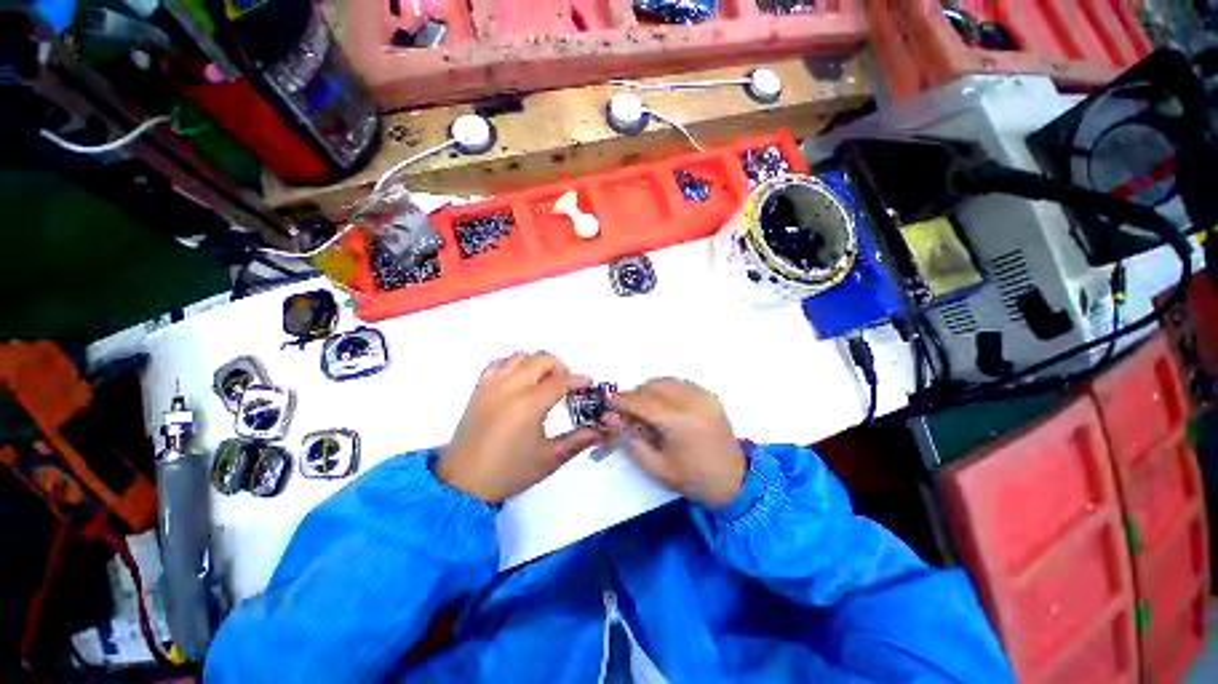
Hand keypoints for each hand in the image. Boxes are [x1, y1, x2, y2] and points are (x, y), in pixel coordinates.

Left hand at [436, 352, 601, 502]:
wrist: (462, 482)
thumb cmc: (508, 471)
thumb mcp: (548, 459)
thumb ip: (577, 441)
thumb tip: (600, 430)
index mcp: (529, 403)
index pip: (561, 381)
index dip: (579, 380)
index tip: (588, 385)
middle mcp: (511, 386)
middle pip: (542, 359)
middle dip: (560, 367)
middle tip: (566, 386)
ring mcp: (492, 384)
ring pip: (520, 356)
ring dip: (537, 363)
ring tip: (544, 382)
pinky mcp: (479, 388)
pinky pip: (498, 363)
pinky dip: (513, 364)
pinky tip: (519, 380)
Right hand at [605, 379, 745, 508]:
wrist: (734, 481)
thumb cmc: (692, 478)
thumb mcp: (656, 467)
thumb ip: (631, 441)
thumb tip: (613, 419)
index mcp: (678, 422)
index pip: (642, 402)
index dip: (622, 400)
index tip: (608, 401)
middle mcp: (691, 403)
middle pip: (653, 387)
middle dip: (636, 395)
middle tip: (627, 409)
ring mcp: (703, 397)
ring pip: (667, 381)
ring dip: (651, 390)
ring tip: (645, 407)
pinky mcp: (710, 396)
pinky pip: (681, 384)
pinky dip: (667, 389)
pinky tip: (664, 404)